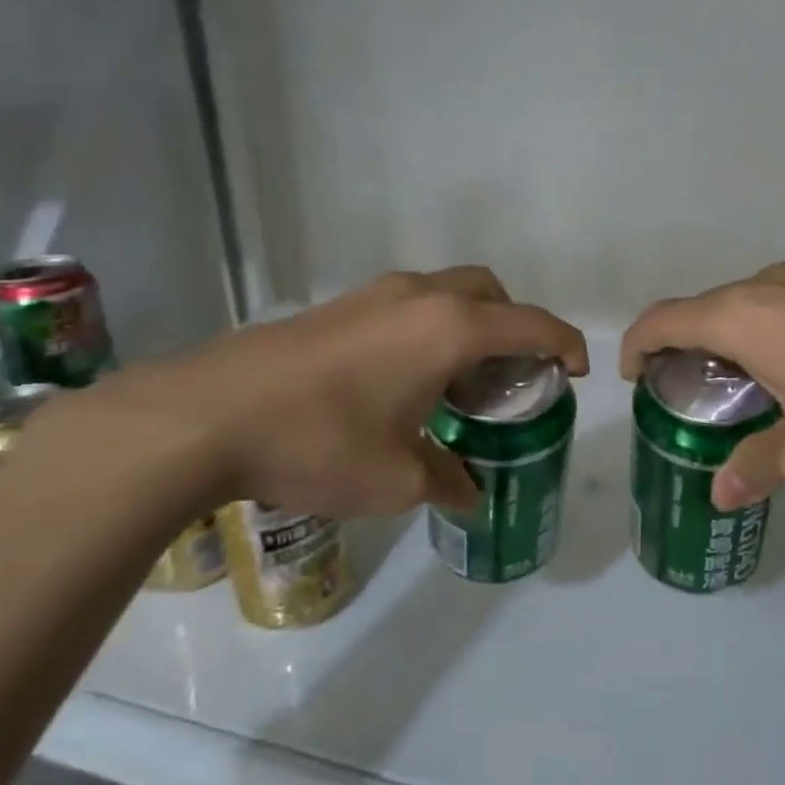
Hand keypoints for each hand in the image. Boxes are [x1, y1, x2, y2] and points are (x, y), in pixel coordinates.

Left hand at [49, 267, 587, 521]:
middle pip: (491, 292)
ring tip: (456, 381)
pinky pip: (405, 305)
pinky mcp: (335, 307)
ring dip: (467, 324)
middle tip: (510, 376)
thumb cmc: (320, 442)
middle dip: (514, 326)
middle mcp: (418, 297)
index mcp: (449, 328)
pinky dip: (427, 328)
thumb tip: (469, 492)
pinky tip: (401, 380)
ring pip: (445, 293)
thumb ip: (446, 480)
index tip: (578, 371)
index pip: (532, 324)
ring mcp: (372, 296)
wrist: (206, 415)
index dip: (565, 344)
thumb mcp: (396, 478)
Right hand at [620, 264, 784, 508]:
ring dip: (733, 343)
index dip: (636, 346)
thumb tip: (721, 493)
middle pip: (704, 310)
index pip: (663, 320)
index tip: (632, 378)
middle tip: (693, 399)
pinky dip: (773, 336)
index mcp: (741, 317)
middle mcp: (768, 285)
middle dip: (686, 351)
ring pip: (750, 307)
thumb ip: (758, 468)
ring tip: (749, 392)